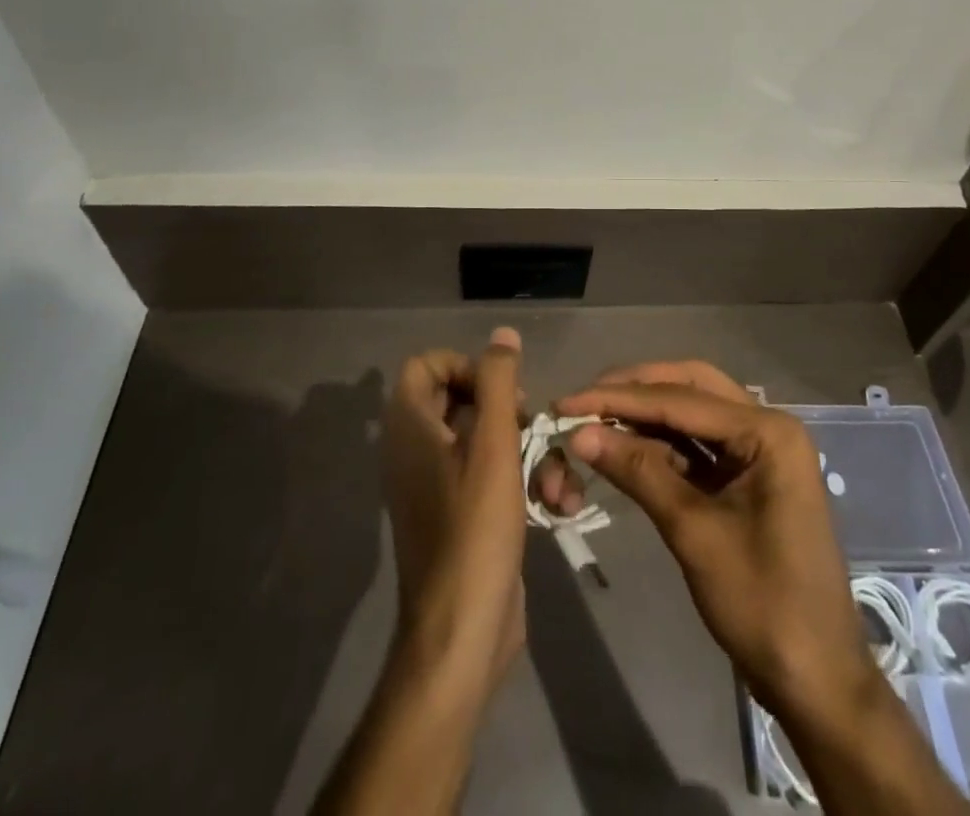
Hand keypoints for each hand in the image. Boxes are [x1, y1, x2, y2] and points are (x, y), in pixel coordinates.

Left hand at [380, 328, 583, 690]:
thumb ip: (497, 383)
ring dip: (530, 454)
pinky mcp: (462, 514)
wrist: (462, 634)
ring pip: (488, 441)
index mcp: (411, 428)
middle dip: (511, 413)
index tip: (501, 392)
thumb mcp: (493, 447)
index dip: (466, 367)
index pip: (427, 365)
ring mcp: (439, 485)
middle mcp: (417, 450)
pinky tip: (558, 505)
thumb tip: (502, 334)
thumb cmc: (474, 531)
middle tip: (532, 429)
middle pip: (464, 400)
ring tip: (558, 484)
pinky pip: (492, 476)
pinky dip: (523, 483)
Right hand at [554, 362, 875, 725]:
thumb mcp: (694, 533)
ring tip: (595, 419)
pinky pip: (698, 446)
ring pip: (693, 413)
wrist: (816, 682)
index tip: (567, 402)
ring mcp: (759, 452)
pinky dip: (661, 445)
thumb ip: (639, 472)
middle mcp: (767, 427)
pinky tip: (625, 448)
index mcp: (767, 431)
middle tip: (584, 400)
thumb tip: (579, 433)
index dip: (619, 399)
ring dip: (646, 415)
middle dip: (635, 390)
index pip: (680, 399)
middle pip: (690, 388)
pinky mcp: (748, 478)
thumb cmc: (763, 604)